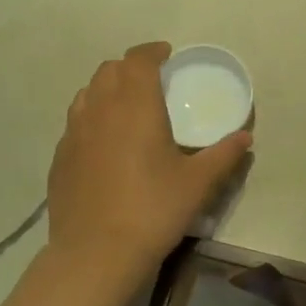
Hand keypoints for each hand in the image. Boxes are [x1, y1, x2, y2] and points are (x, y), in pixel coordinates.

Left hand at [47, 42, 252, 273]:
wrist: (96, 253)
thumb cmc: (153, 209)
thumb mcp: (198, 183)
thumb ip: (224, 155)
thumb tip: (245, 138)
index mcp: (135, 106)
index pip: (138, 60)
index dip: (152, 51)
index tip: (167, 55)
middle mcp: (100, 109)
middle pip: (109, 70)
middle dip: (130, 67)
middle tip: (151, 81)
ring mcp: (74, 133)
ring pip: (88, 93)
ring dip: (108, 89)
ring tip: (127, 107)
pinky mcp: (60, 158)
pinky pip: (76, 122)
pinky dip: (92, 117)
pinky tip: (105, 143)